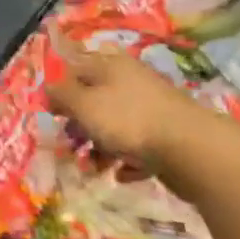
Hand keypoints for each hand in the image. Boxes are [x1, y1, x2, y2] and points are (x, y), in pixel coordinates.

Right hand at [46, 34, 227, 175]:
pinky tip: (123, 174)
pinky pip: (137, 144)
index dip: (60, 89)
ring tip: (96, 167)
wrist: (191, 148)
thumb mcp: (83, 104)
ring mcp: (150, 106)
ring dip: (100, 146)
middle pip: (95, 98)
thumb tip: (48, 89)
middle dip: (80, 123)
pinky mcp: (166, 133)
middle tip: (72, 144)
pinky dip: (126, 159)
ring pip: (115, 123)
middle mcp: (130, 80)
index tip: (52, 114)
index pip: (75, 67)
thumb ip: (61, 94)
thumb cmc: (128, 119)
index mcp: (109, 65)